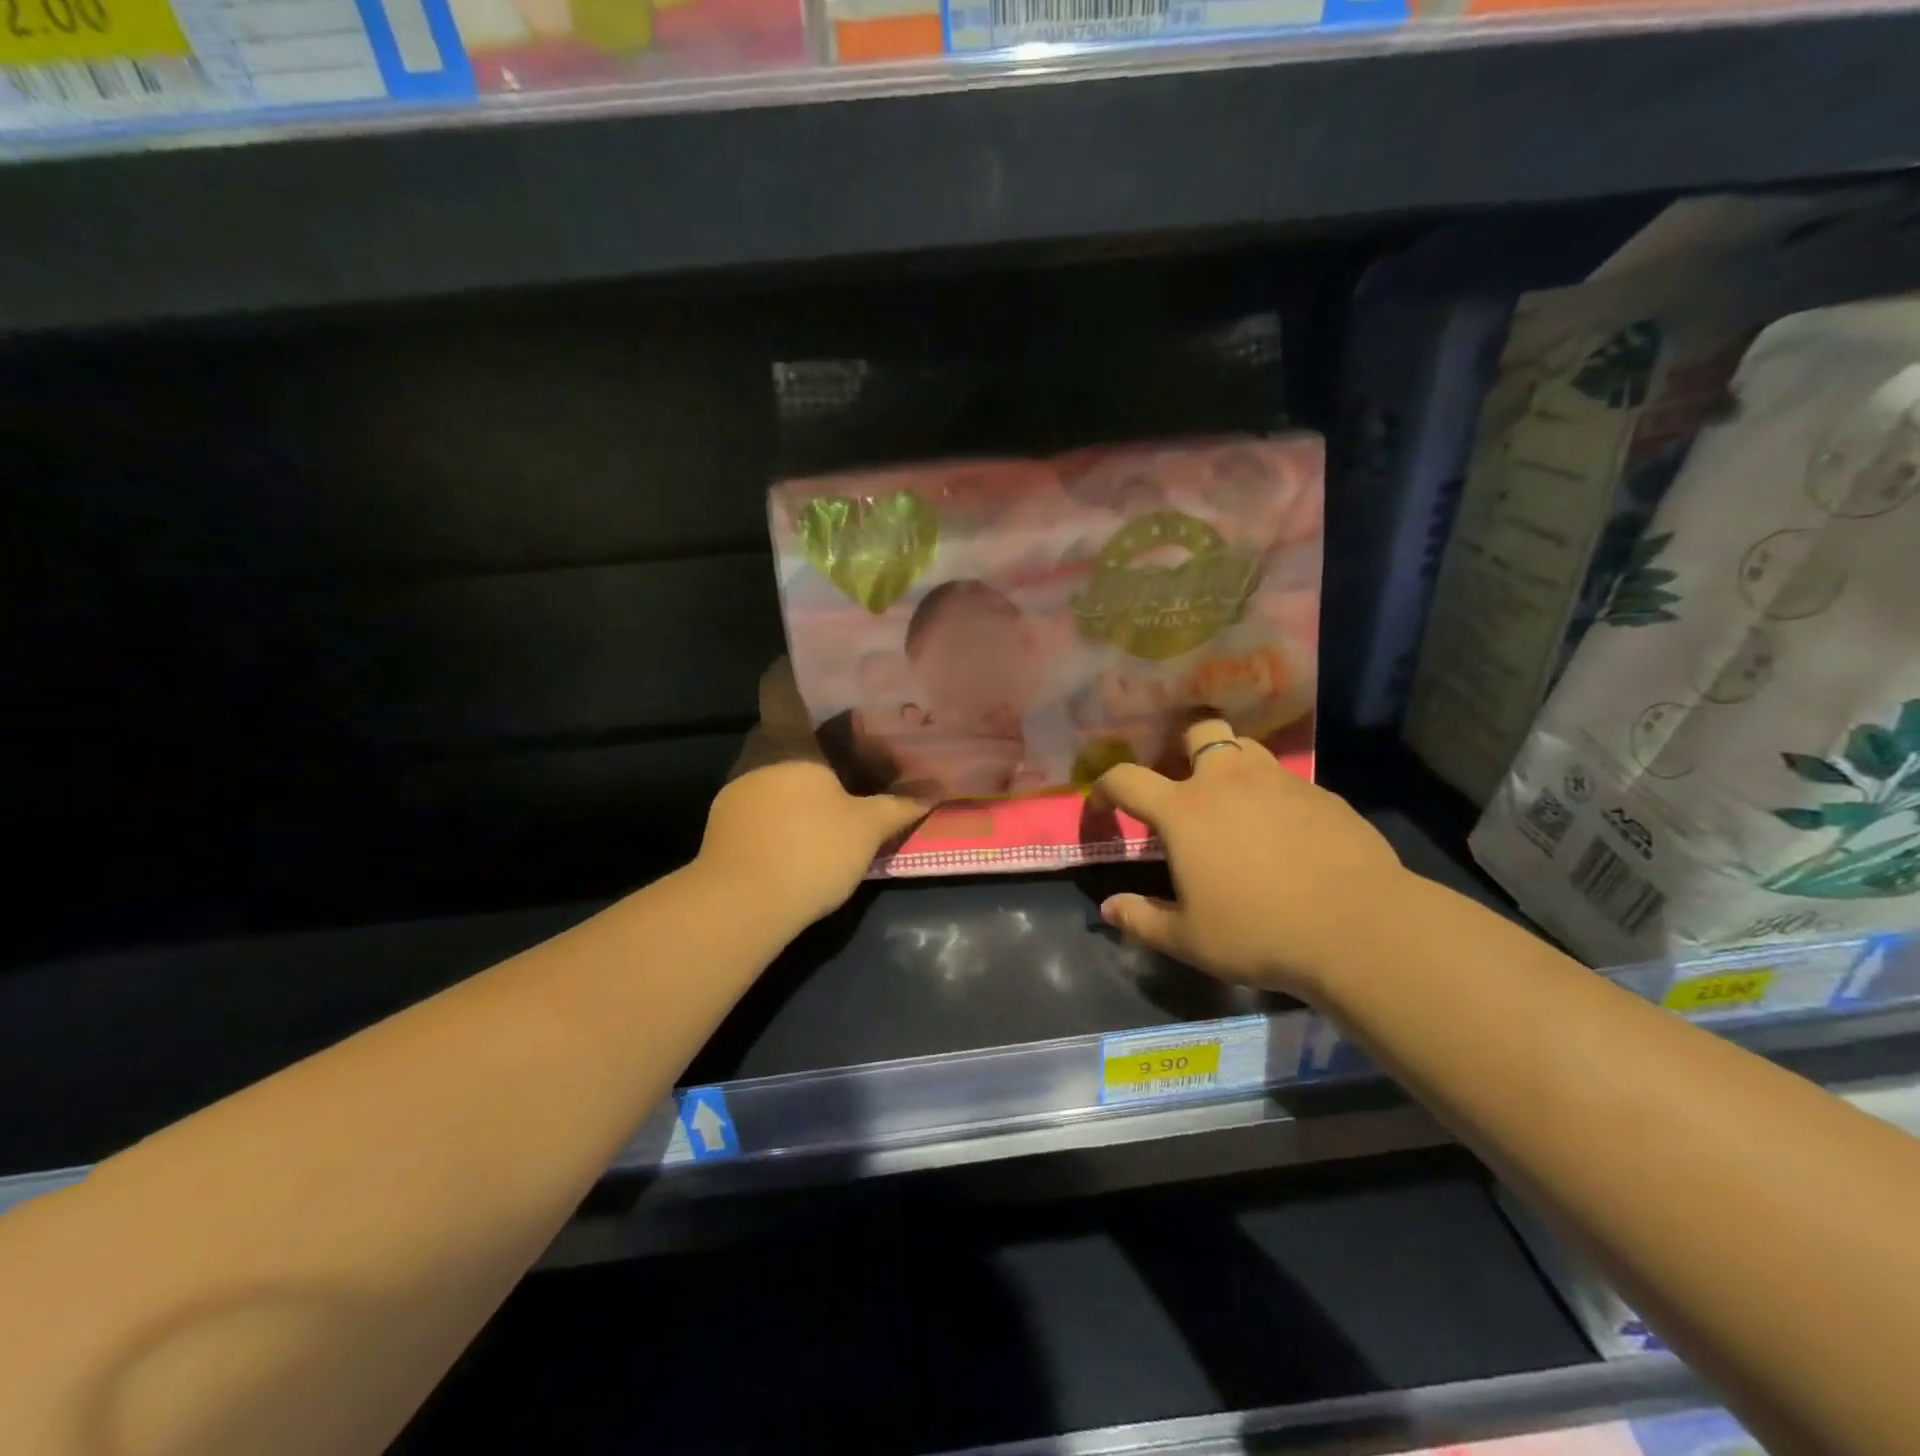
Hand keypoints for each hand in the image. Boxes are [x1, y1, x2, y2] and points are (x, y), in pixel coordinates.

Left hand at [698, 660, 929, 927]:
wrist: (739, 906)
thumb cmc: (809, 849)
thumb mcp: (866, 828)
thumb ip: (901, 804)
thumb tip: (937, 789)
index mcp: (787, 741)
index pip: (781, 686)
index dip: (799, 671)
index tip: (830, 674)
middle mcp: (756, 756)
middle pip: (786, 729)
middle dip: (819, 732)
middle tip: (858, 737)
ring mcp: (737, 790)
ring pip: (776, 765)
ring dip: (804, 769)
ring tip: (841, 780)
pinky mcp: (728, 824)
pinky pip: (764, 795)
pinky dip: (788, 798)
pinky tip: (812, 819)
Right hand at [1093, 719, 1406, 999]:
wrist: (1359, 928)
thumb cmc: (1259, 932)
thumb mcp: (1188, 939)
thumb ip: (1140, 920)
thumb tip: (1108, 908)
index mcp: (1184, 810)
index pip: (1125, 779)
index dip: (1104, 787)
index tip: (1103, 805)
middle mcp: (1228, 781)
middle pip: (1199, 731)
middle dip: (1182, 746)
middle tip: (1183, 783)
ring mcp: (1280, 781)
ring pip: (1246, 747)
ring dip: (1229, 763)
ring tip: (1232, 800)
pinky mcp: (1322, 794)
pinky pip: (1285, 779)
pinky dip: (1271, 793)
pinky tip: (1283, 830)